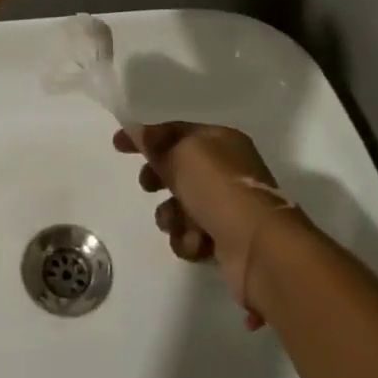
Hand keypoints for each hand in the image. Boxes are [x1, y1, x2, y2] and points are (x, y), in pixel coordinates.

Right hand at [113, 122, 301, 327]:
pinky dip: (189, 240)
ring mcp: (229, 207)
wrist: (259, 248)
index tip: (117, 146)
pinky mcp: (227, 241)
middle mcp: (227, 171)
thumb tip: (136, 130)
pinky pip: (192, 235)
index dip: (147, 137)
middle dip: (159, 180)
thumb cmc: (220, 189)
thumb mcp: (182, 155)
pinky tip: (196, 244)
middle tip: (148, 186)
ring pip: (181, 206)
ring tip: (179, 223)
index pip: (176, 131)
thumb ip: (156, 144)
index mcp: (221, 141)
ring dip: (173, 216)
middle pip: (179, 169)